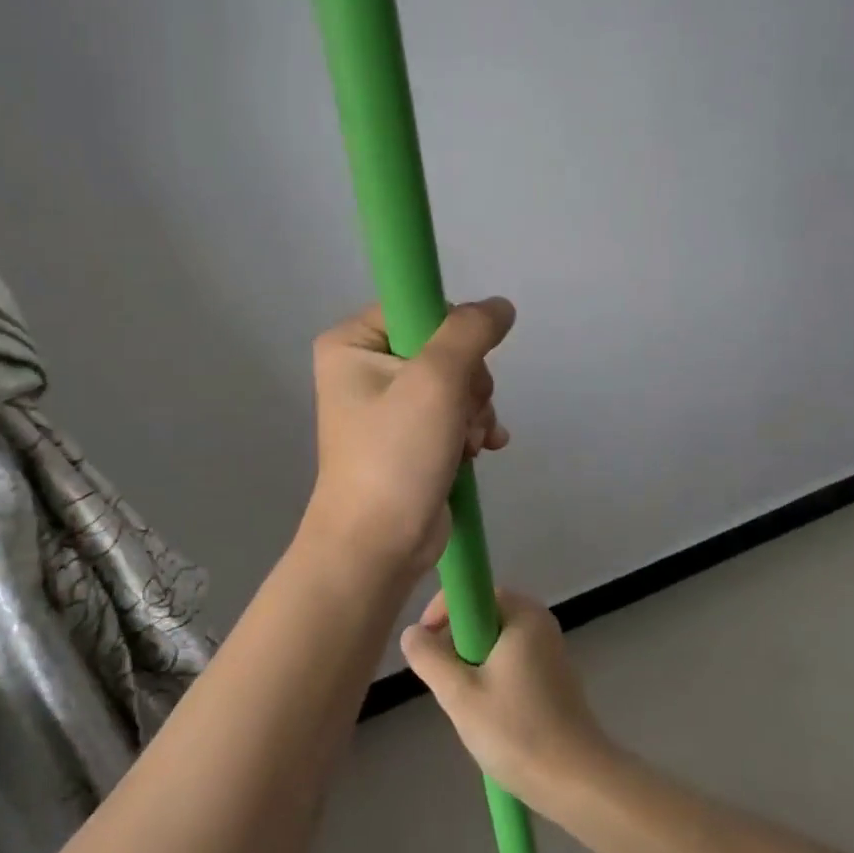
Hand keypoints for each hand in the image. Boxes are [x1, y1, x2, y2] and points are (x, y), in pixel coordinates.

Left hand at [305, 298, 515, 581]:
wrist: (378, 547)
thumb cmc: (395, 455)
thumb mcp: (435, 380)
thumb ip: (470, 331)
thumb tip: (500, 306)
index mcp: (352, 343)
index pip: (418, 307)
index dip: (451, 333)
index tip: (460, 368)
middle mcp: (366, 366)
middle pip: (444, 346)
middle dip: (468, 383)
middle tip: (461, 414)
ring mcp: (390, 403)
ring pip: (457, 380)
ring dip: (475, 409)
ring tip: (468, 441)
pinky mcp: (411, 435)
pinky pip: (456, 411)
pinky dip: (474, 427)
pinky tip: (483, 449)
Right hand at [401, 590, 613, 811]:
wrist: (577, 784)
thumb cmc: (516, 732)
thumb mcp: (459, 695)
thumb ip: (429, 658)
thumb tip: (412, 633)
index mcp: (523, 613)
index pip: (472, 592)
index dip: (442, 613)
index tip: (425, 646)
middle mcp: (540, 621)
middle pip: (482, 617)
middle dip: (456, 645)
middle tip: (444, 682)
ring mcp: (550, 649)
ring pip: (494, 643)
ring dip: (472, 665)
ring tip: (465, 704)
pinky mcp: (554, 677)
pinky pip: (511, 661)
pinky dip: (492, 678)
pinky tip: (489, 715)